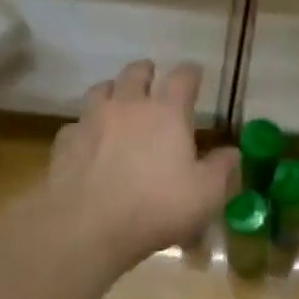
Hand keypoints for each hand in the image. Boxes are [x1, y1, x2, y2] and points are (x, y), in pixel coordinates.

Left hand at [41, 59, 238, 271]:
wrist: (87, 226)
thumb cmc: (157, 207)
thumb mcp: (206, 194)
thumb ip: (222, 169)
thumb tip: (232, 152)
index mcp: (167, 112)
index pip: (183, 77)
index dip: (191, 72)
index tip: (195, 73)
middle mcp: (129, 105)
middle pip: (136, 73)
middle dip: (147, 72)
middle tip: (153, 78)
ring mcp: (92, 120)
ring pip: (101, 89)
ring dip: (114, 90)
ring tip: (119, 100)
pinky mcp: (65, 142)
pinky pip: (77, 123)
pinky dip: (87, 126)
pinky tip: (90, 140)